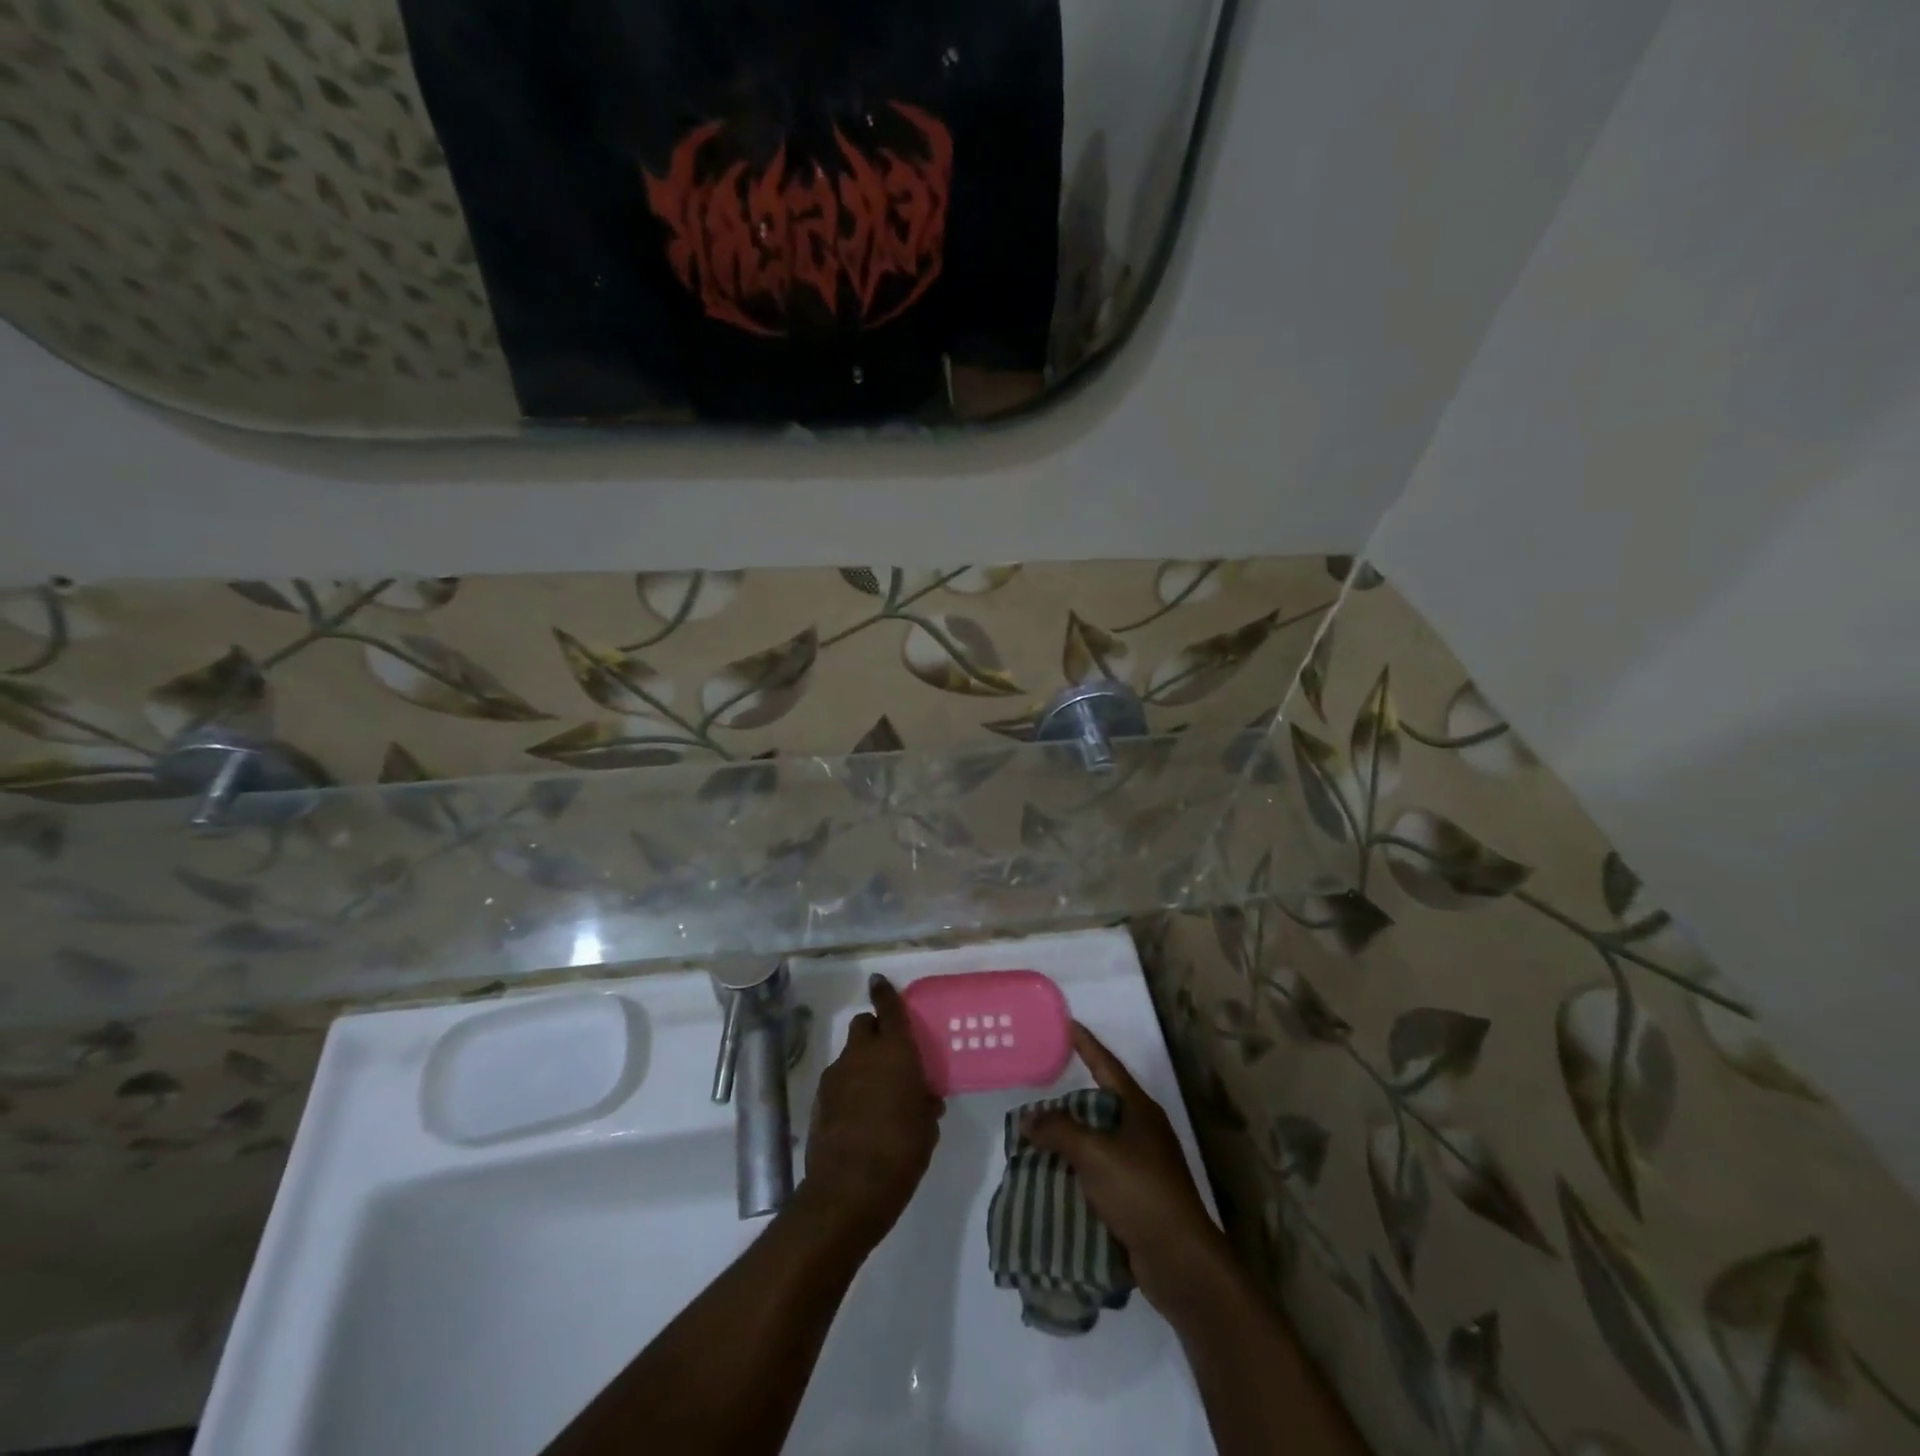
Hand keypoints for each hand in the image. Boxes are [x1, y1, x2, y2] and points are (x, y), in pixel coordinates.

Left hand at [797, 974, 943, 1247]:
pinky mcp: (819, 1100)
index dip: (885, 992)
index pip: (888, 1008)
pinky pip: (838, 1081)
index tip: (879, 981)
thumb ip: (925, 1104)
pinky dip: (848, 1088)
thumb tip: (924, 1099)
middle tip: (888, 1052)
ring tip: (875, 1093)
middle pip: (863, 1024)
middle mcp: (862, 1054)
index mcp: (895, 1051)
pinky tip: (858, 1116)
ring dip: (861, 1063)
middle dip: (873, 1031)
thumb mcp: (927, 1127)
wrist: (849, 1188)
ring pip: (849, 1054)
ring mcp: (836, 1075)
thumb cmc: (901, 1150)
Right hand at [1023, 1023, 1229, 1316]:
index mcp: (1140, 1110)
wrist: (1179, 1260)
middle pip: (1102, 1104)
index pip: (1107, 1065)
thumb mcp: (1094, 1154)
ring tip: (1038, 1137)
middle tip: (1039, 1091)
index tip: (1068, 1024)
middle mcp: (1144, 1130)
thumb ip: (1059, 1131)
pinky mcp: (1138, 1196)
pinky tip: (1055, 1176)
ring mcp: (1144, 1164)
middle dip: (1071, 1100)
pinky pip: (1101, 1171)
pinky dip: (1078, 1170)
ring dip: (1071, 1139)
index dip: (1087, 1044)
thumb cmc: (1140, 1192)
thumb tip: (1028, 1118)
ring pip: (1099, 1140)